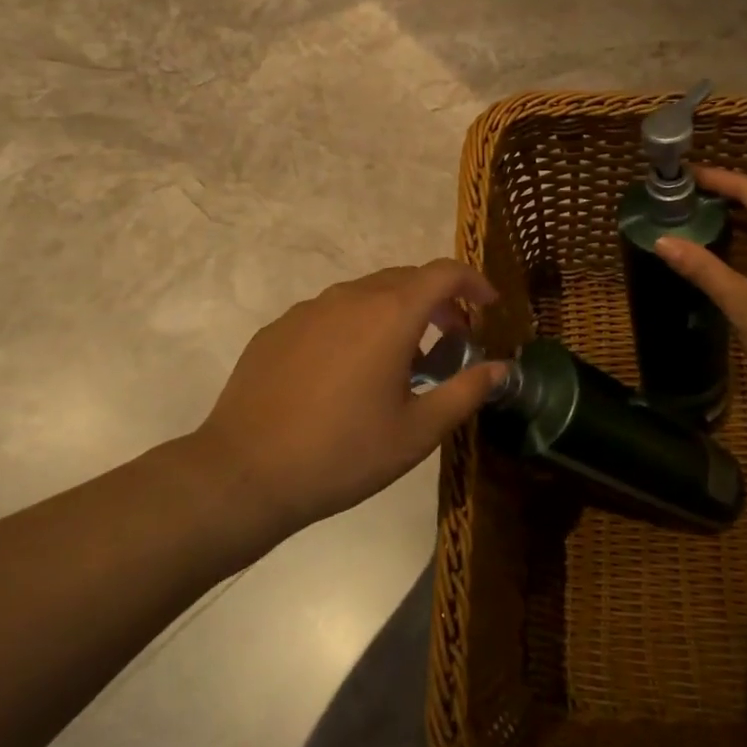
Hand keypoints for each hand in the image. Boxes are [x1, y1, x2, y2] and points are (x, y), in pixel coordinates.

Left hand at [193, 260, 506, 531]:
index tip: (489, 307)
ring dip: (396, 312)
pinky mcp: (279, 328)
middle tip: (451, 341)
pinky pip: (331, 312)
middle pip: (407, 279)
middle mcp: (351, 297)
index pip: (444, 272)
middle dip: (438, 301)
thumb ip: (465, 392)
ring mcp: (309, 309)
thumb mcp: (417, 432)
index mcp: (390, 314)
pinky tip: (347, 371)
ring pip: (367, 293)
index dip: (474, 282)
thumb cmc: (342, 453)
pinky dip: (356, 325)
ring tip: (400, 359)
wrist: (244, 474)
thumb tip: (502, 368)